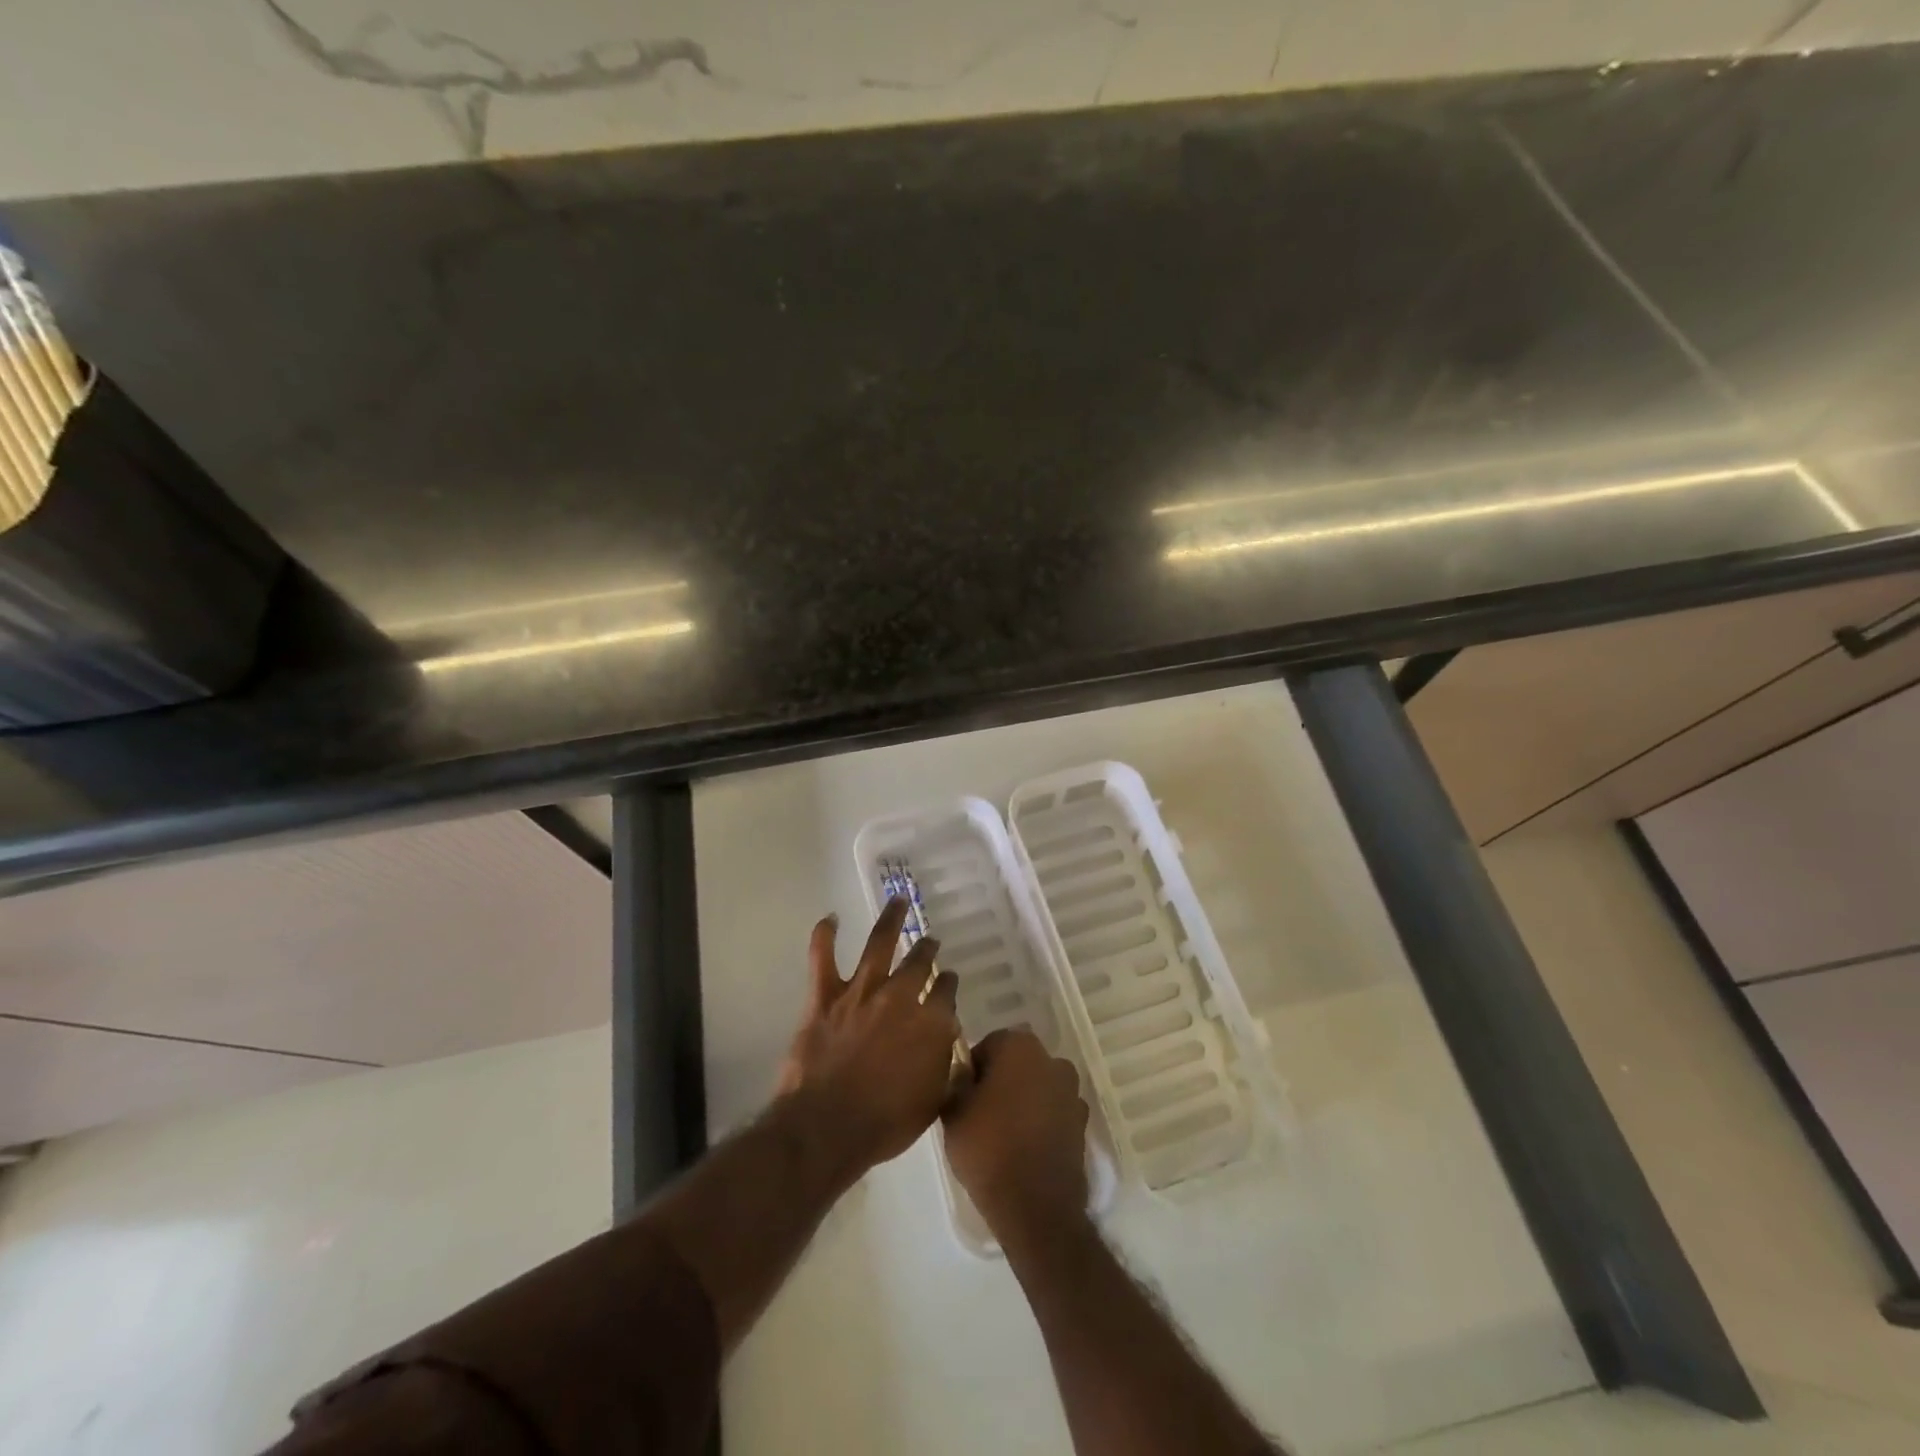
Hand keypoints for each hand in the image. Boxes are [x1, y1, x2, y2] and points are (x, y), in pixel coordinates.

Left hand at [777, 900, 960, 1179]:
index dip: (949, 984)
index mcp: (930, 1024)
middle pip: (919, 963)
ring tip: (898, 900)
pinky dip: (825, 935)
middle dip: (927, 950)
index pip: (946, 993)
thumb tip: (950, 1048)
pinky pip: (822, 957)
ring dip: (891, 919)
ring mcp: (861, 992)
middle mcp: (900, 997)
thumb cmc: (885, 1124)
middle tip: (930, 941)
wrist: (828, 1127)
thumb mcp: (932, 1102)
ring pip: (879, 944)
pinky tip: (830, 918)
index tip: (950, 979)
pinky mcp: (825, 996)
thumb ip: (945, 1069)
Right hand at [942, 1029, 1090, 1248]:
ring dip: (1023, 1100)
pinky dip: (1041, 1121)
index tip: (964, 1097)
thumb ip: (956, 1082)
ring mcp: (1071, 1092)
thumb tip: (964, 1073)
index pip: (989, 1045)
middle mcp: (1051, 1060)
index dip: (973, 1070)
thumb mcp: (953, 1112)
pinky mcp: (1082, 1124)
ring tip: (1003, 1134)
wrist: (1035, 1207)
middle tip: (980, 1114)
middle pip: (1017, 1063)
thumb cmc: (988, 1149)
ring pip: (1037, 1087)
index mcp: (1019, 1046)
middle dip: (1001, 1081)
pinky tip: (1024, 1147)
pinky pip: (1053, 1112)